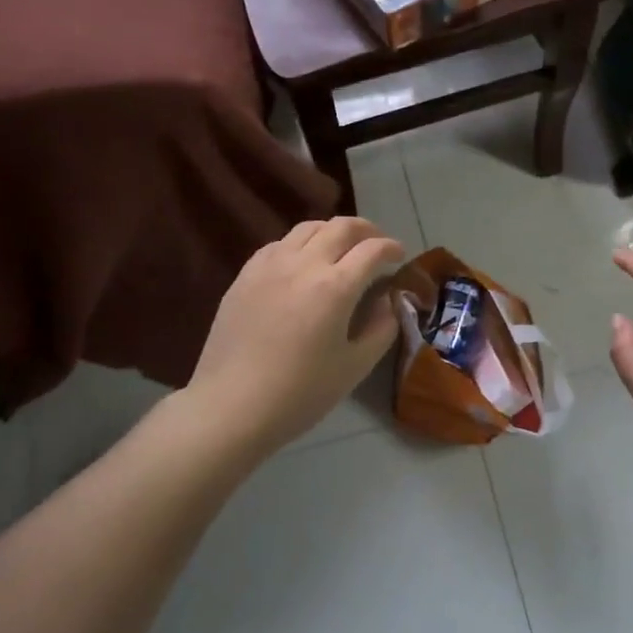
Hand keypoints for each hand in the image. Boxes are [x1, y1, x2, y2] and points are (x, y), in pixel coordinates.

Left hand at [188, 217, 405, 459]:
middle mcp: (303, 264)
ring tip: (342, 247)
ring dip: (333, 231)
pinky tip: (302, 262)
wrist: (231, 406)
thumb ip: (381, 328)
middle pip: (341, 227)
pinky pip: (279, 244)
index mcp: (335, 287)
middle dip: (366, 230)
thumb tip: (387, 302)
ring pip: (308, 228)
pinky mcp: (245, 275)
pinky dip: (301, 243)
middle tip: (377, 244)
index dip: (391, 248)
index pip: (372, 250)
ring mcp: (270, 266)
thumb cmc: (300, 393)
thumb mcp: (355, 367)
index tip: (400, 256)